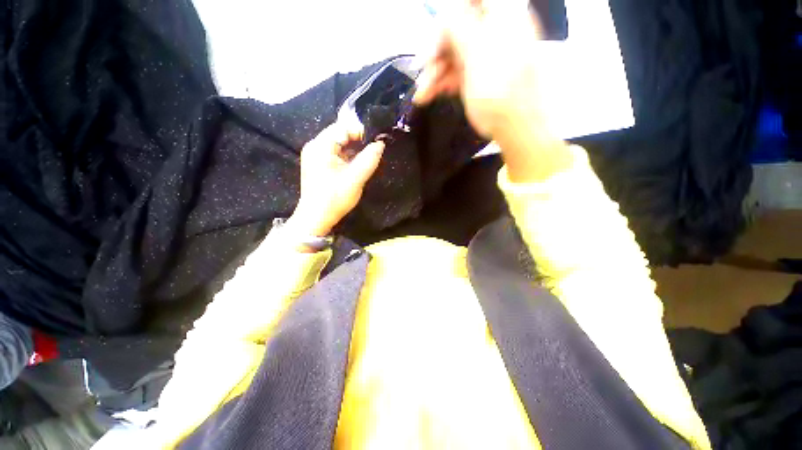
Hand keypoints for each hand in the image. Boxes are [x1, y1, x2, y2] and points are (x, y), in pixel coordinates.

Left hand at [288, 121, 384, 239]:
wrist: (316, 218)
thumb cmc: (334, 198)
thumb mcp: (355, 179)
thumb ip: (369, 159)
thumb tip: (380, 144)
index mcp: (321, 146)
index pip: (343, 127)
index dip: (361, 131)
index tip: (375, 142)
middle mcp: (315, 146)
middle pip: (340, 133)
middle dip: (358, 140)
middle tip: (373, 150)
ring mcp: (315, 155)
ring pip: (338, 144)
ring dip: (353, 149)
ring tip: (366, 158)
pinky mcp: (318, 164)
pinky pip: (335, 153)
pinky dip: (347, 156)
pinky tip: (355, 165)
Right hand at [415, 0, 569, 182]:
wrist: (516, 127)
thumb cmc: (499, 89)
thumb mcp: (477, 53)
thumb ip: (458, 26)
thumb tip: (444, 13)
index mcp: (503, 13)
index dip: (451, 10)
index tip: (436, 25)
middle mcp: (495, 30)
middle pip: (458, 26)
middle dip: (436, 49)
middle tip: (422, 68)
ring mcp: (486, 55)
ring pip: (453, 53)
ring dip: (434, 72)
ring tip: (422, 93)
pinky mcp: (478, 76)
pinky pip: (456, 71)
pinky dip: (441, 82)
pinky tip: (428, 95)